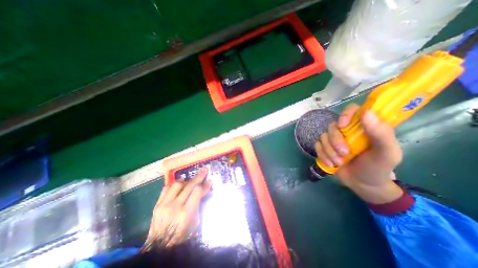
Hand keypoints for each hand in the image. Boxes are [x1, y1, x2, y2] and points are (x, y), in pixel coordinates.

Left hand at [140, 168, 209, 250]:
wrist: (159, 248)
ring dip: (186, 180)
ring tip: (191, 180)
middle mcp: (175, 206)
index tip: (209, 181)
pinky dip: (174, 185)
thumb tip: (203, 190)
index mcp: (186, 213)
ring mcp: (164, 205)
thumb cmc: (182, 237)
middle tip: (204, 170)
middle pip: (189, 185)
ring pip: (177, 184)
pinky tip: (180, 185)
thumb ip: (198, 205)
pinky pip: (166, 188)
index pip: (197, 191)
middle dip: (198, 177)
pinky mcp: (157, 205)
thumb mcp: (195, 223)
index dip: (204, 185)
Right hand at [317, 104, 404, 204]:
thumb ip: (381, 133)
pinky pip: (317, 146)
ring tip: (338, 162)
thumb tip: (367, 112)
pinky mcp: (325, 147)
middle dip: (335, 141)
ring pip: (323, 137)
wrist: (363, 184)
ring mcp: (333, 139)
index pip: (352, 110)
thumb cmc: (378, 168)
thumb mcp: (387, 153)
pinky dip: (322, 155)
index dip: (345, 114)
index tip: (342, 125)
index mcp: (363, 127)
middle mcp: (346, 130)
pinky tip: (330, 164)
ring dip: (329, 151)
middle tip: (344, 153)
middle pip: (332, 126)